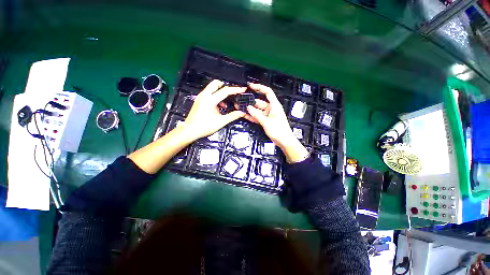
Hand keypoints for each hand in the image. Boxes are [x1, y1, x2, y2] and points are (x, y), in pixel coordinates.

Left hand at [182, 80, 245, 141]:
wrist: (190, 130)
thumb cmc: (205, 126)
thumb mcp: (221, 122)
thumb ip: (232, 116)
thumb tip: (242, 113)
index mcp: (210, 100)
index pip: (225, 91)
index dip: (235, 90)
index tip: (243, 89)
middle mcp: (204, 95)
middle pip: (216, 83)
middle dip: (225, 86)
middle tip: (232, 93)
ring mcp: (200, 97)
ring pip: (211, 88)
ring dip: (220, 92)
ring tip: (225, 104)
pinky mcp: (199, 100)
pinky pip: (209, 93)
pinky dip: (215, 96)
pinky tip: (219, 107)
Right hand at [245, 83, 308, 162]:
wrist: (284, 141)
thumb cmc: (279, 131)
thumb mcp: (266, 122)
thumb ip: (256, 114)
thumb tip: (248, 108)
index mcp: (274, 105)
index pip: (267, 92)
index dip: (259, 87)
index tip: (250, 86)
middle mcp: (271, 108)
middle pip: (260, 102)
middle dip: (251, 101)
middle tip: (241, 100)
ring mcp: (268, 115)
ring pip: (257, 110)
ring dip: (250, 109)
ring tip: (240, 107)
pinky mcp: (266, 121)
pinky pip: (258, 116)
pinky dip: (252, 116)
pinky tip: (245, 115)